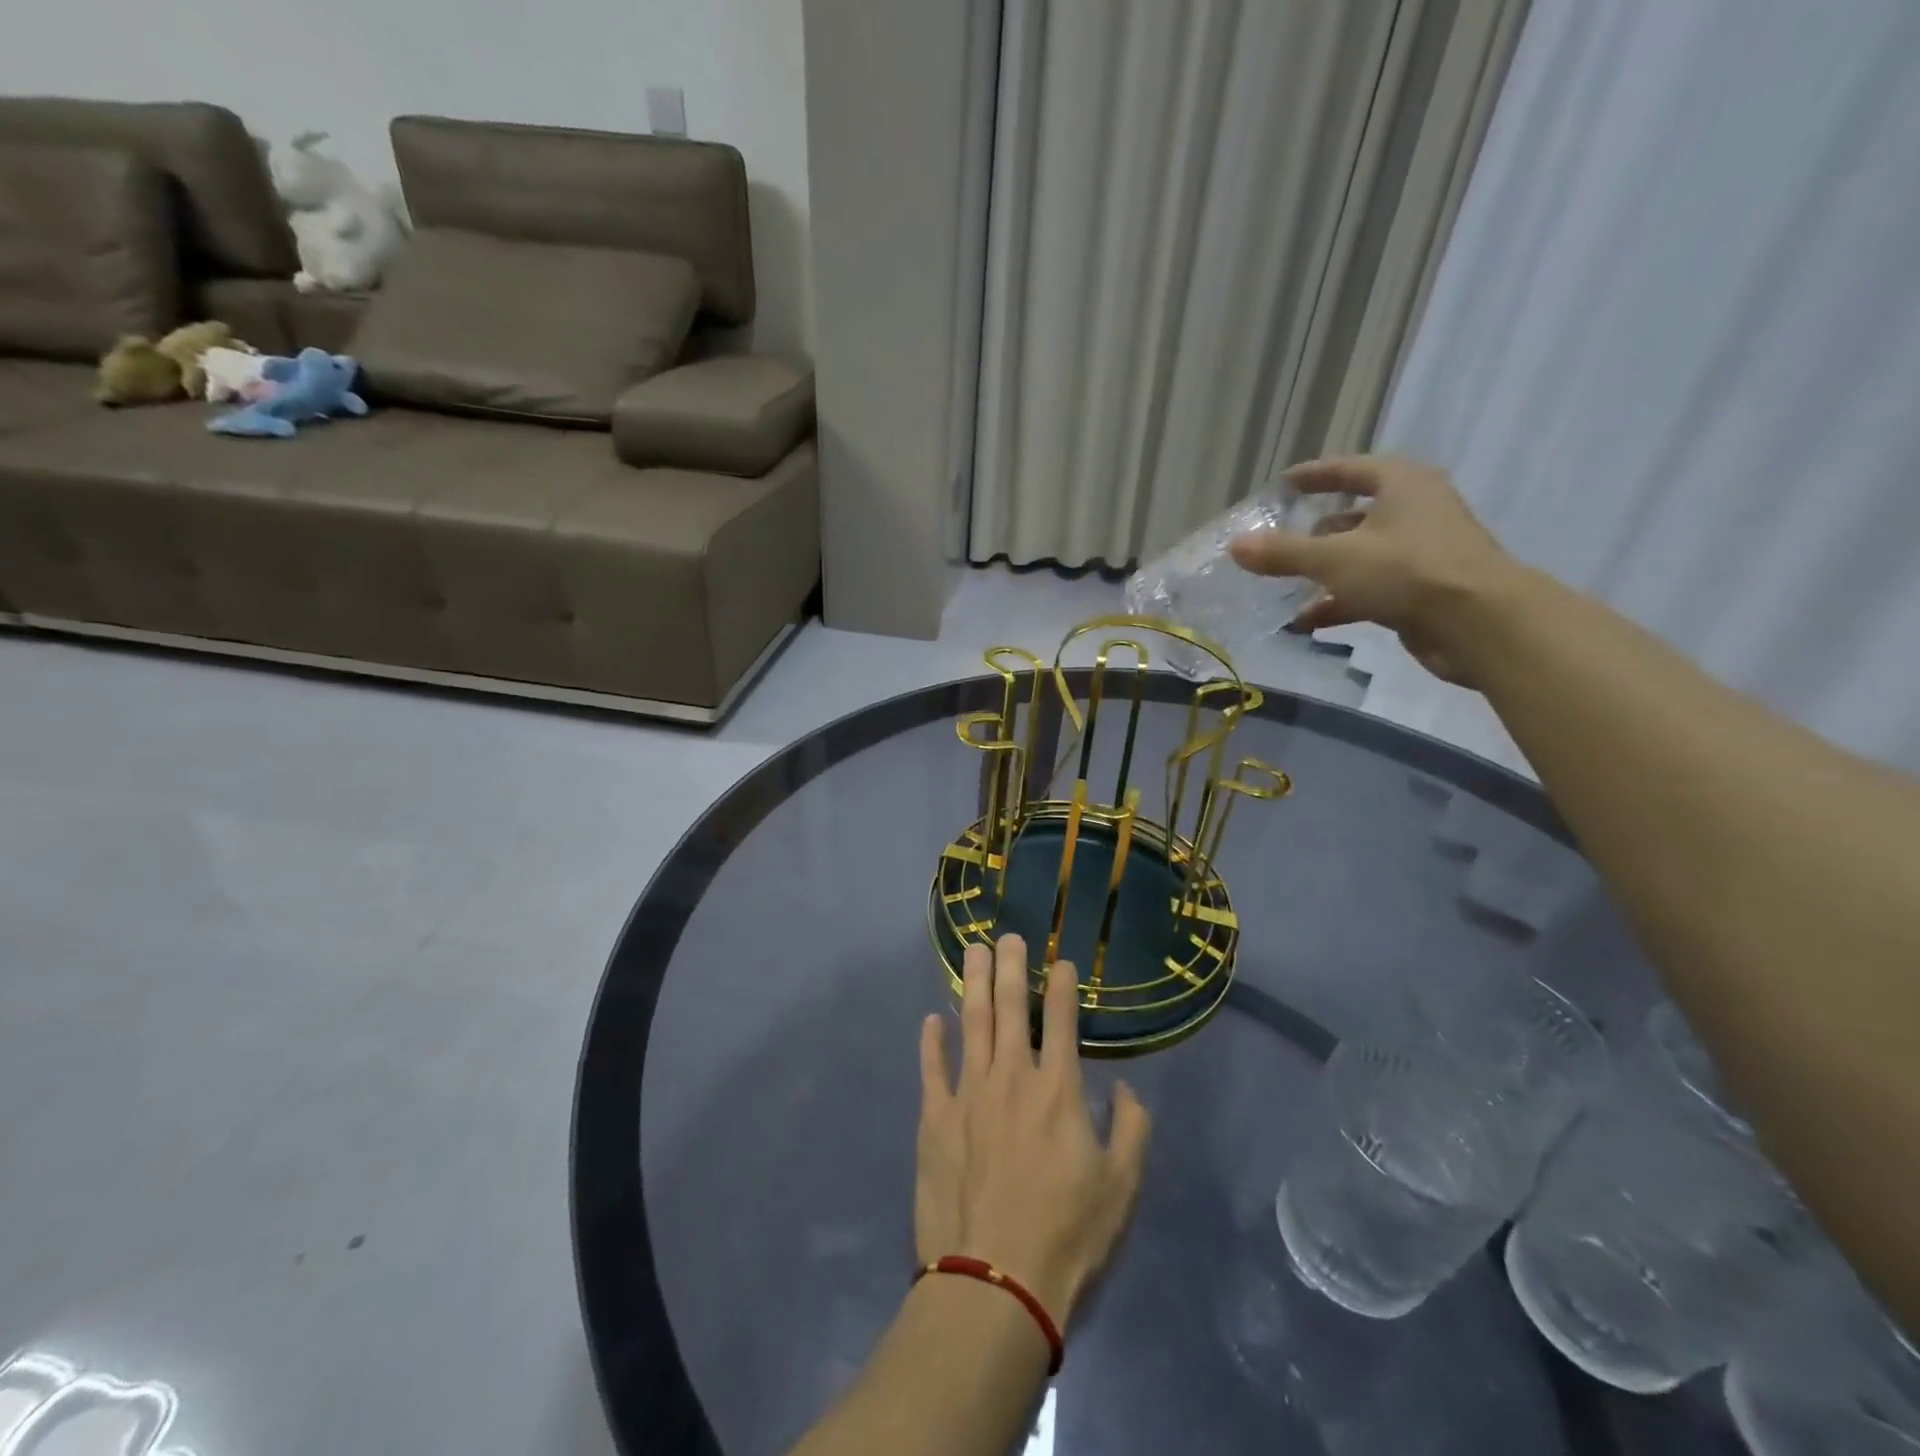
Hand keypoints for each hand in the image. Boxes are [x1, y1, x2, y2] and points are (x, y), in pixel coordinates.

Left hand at [916, 935, 1150, 1328]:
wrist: (995, 1280)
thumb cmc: (1067, 1234)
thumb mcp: (1122, 1186)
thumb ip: (1131, 1128)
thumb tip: (1125, 1089)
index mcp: (1058, 1090)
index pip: (1063, 1021)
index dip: (1063, 986)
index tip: (1061, 960)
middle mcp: (1012, 1077)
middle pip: (1011, 1008)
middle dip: (1011, 966)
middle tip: (1007, 934)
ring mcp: (968, 1094)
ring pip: (972, 1023)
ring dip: (974, 984)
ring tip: (973, 950)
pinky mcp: (935, 1118)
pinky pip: (932, 1068)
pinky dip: (932, 1041)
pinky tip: (932, 1018)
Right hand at [1228, 454, 1518, 685]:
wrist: (1479, 624)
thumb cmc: (1407, 571)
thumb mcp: (1335, 558)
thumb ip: (1283, 552)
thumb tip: (1235, 545)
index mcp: (1403, 486)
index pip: (1353, 469)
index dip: (1317, 474)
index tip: (1286, 483)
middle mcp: (1416, 512)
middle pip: (1356, 516)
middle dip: (1316, 532)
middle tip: (1281, 542)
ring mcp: (1421, 554)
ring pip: (1361, 557)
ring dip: (1324, 573)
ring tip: (1285, 587)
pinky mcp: (1421, 592)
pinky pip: (1370, 590)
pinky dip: (1339, 602)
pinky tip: (1306, 622)